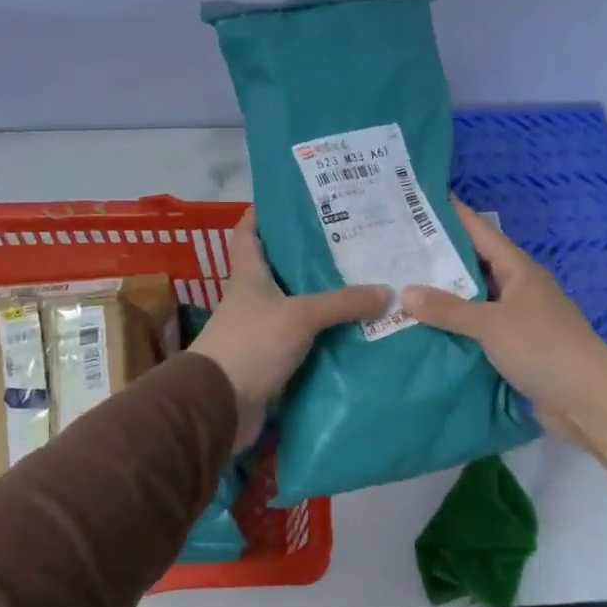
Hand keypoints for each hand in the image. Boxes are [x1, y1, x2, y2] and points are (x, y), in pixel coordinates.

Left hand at [190, 207, 390, 449]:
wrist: (220, 406)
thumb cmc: (251, 345)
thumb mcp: (300, 316)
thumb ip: (342, 303)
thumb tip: (387, 292)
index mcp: (248, 277)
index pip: (249, 234)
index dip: (262, 213)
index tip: (290, 199)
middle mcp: (252, 300)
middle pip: (280, 270)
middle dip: (310, 257)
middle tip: (350, 244)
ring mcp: (261, 332)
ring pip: (297, 307)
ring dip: (323, 300)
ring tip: (363, 285)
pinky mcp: (272, 361)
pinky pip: (304, 342)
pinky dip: (324, 337)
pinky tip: (354, 332)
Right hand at [401, 202, 606, 465]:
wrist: (586, 398)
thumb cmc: (542, 347)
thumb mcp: (491, 324)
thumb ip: (448, 309)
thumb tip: (405, 292)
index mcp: (519, 270)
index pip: (480, 233)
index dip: (453, 216)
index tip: (421, 203)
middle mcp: (519, 288)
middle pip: (474, 266)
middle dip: (439, 260)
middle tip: (397, 251)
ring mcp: (518, 318)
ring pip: (475, 300)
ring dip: (445, 298)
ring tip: (401, 289)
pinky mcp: (516, 347)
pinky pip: (478, 330)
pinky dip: (456, 328)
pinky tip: (426, 330)